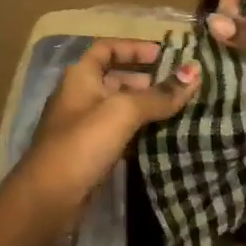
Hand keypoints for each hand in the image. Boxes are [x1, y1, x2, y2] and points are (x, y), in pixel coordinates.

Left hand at [23, 39, 200, 210]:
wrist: (50, 198)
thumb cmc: (83, 143)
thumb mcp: (122, 112)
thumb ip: (158, 94)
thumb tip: (195, 72)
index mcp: (81, 76)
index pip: (107, 49)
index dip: (134, 48)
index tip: (165, 54)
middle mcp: (81, 94)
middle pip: (116, 78)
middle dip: (147, 79)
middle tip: (182, 85)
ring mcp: (86, 125)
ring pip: (121, 108)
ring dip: (147, 107)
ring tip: (182, 109)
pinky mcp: (93, 152)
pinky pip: (122, 132)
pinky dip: (141, 131)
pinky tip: (166, 136)